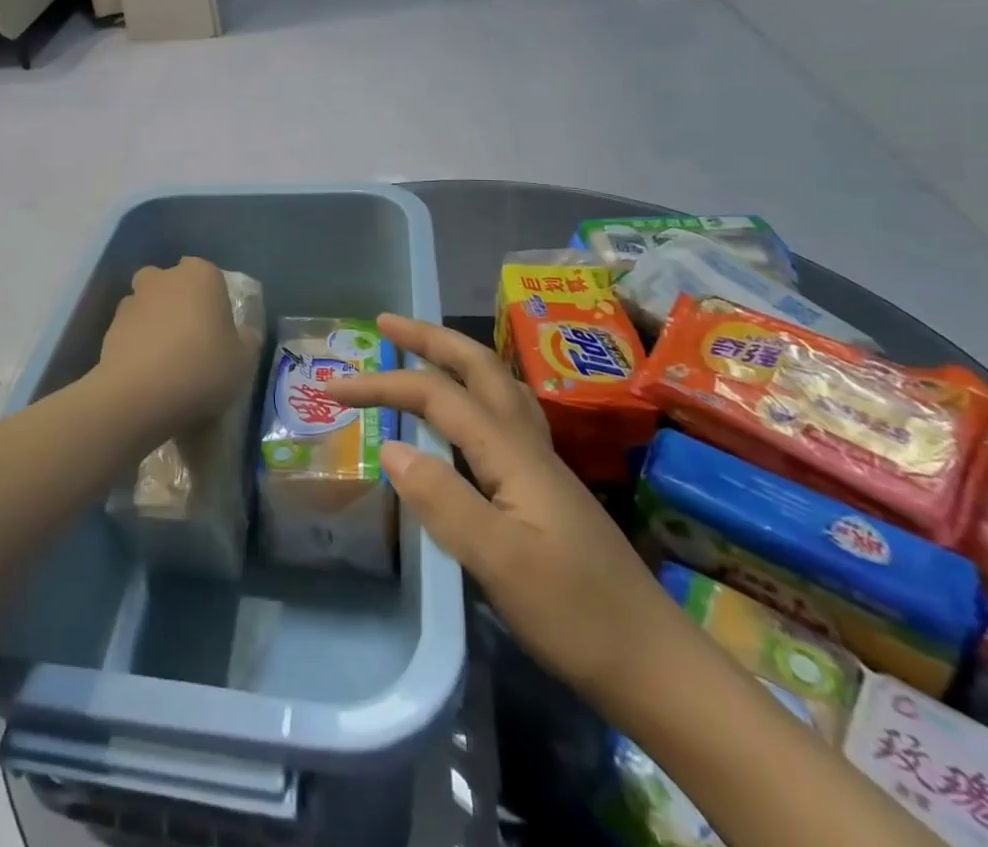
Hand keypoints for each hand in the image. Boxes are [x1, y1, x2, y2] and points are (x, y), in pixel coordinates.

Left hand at [91, 259, 260, 440]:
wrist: (139, 396)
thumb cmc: (201, 368)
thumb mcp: (243, 361)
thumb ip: (246, 340)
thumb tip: (244, 334)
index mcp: (200, 275)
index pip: (209, 274)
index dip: (213, 299)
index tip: (218, 328)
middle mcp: (163, 278)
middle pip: (172, 284)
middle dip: (178, 303)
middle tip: (191, 339)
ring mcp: (132, 300)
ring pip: (148, 305)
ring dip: (155, 323)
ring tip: (166, 360)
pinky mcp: (109, 328)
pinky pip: (130, 331)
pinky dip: (137, 344)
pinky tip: (147, 373)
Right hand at [319, 315, 675, 697]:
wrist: (654, 665)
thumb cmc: (574, 614)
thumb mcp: (499, 561)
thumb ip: (443, 499)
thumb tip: (391, 446)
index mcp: (512, 452)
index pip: (437, 395)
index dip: (382, 384)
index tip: (333, 388)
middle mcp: (527, 443)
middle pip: (478, 366)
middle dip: (429, 337)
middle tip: (386, 323)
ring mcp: (541, 464)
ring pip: (497, 385)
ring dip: (455, 357)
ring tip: (421, 351)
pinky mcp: (545, 488)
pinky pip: (503, 415)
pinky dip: (474, 392)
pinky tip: (467, 414)